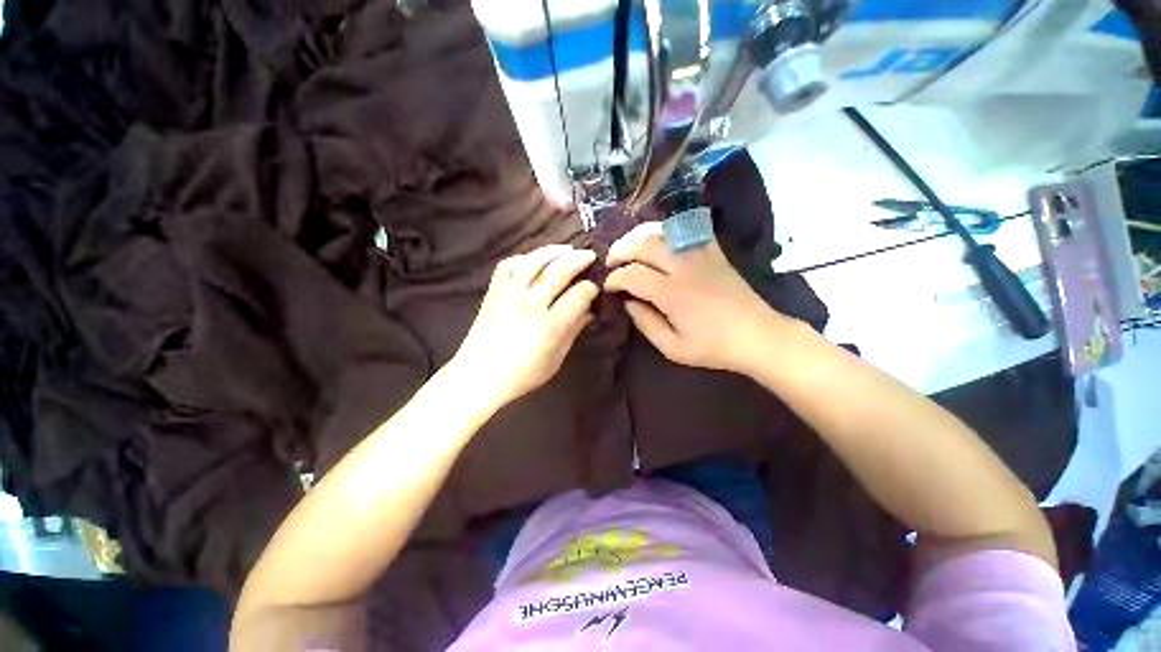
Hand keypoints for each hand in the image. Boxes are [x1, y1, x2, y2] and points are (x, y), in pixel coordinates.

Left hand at [452, 245, 598, 407]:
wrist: (479, 374)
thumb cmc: (523, 373)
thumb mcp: (556, 358)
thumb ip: (574, 331)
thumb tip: (590, 311)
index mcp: (549, 326)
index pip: (578, 296)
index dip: (591, 288)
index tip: (595, 287)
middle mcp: (530, 304)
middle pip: (559, 271)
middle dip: (578, 260)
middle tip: (590, 255)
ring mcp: (509, 294)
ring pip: (534, 261)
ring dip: (554, 251)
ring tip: (567, 249)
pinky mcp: (494, 291)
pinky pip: (509, 264)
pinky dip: (525, 258)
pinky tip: (535, 260)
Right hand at [604, 222, 783, 372]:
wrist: (757, 335)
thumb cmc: (713, 347)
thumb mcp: (672, 348)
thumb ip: (645, 323)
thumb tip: (627, 302)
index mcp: (672, 293)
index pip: (632, 274)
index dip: (614, 279)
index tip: (608, 287)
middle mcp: (683, 266)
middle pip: (643, 244)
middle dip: (620, 250)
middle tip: (611, 262)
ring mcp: (700, 253)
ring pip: (662, 230)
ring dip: (639, 235)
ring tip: (629, 246)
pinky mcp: (713, 250)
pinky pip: (687, 227)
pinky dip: (668, 228)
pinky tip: (659, 238)